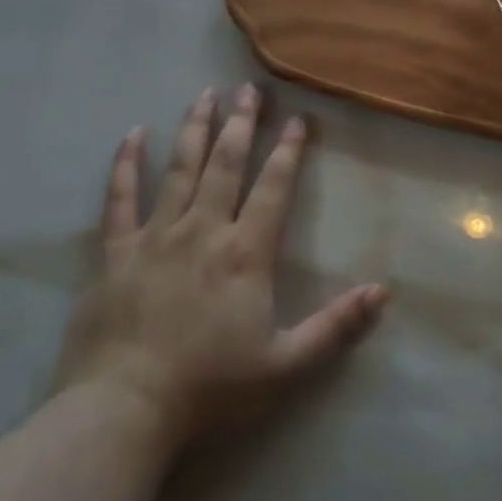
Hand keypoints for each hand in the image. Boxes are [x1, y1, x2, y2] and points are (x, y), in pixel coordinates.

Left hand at [53, 85, 388, 458]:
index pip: (274, 187)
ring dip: (194, 128)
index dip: (289, 150)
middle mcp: (202, 230)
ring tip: (205, 94)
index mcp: (245, 252)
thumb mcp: (286, 366)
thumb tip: (385, 291)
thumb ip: (336, 326)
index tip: (299, 118)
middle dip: (242, 123)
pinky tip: (132, 134)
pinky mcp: (116, 253)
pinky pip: (120, 199)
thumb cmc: (210, 389)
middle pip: (226, 164)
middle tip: (249, 88)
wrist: (123, 411)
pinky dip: (126, 164)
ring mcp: (155, 236)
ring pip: (179, 168)